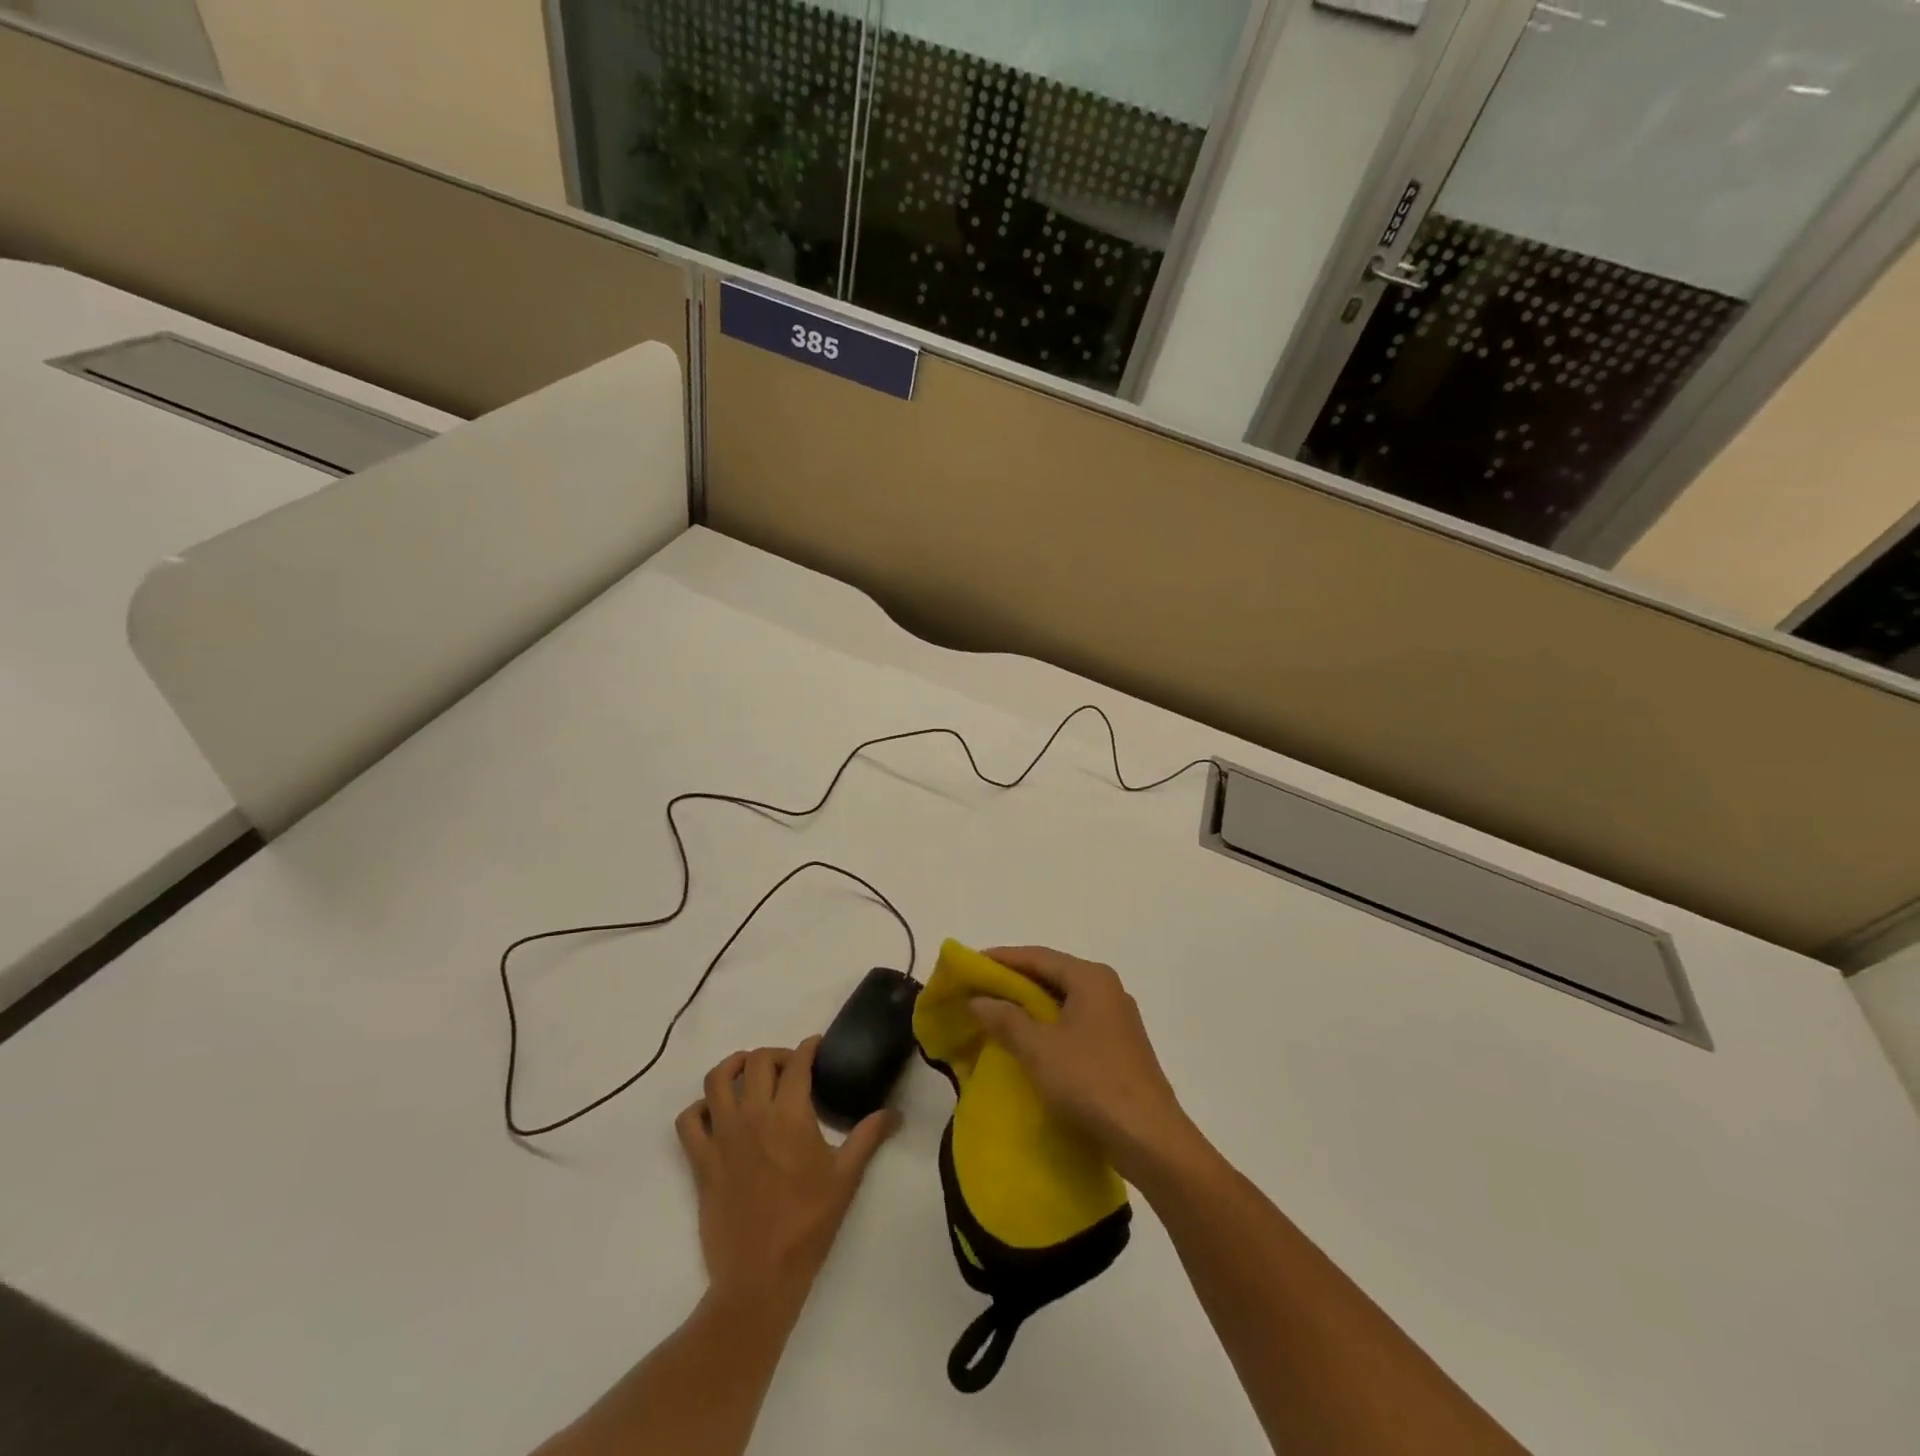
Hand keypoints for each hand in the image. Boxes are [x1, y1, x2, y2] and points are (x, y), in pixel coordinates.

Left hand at [675, 1038, 897, 1304]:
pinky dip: (699, 1108)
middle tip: (790, 1067)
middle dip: (775, 1054)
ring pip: (716, 1080)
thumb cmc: (808, 1223)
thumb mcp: (846, 1177)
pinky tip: (716, 1113)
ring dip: (733, 1067)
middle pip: (757, 1061)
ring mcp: (722, 1137)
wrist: (760, 1277)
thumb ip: (869, 1137)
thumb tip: (896, 1113)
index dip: (809, 1047)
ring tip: (749, 1073)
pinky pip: (688, 1121)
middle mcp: (753, 1115)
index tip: (817, 1046)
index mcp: (790, 1114)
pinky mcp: (701, 1161)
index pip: (797, 1062)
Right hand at [969, 946, 1201, 1184]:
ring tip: (997, 1014)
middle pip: (1053, 975)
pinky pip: (1076, 1023)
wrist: (1149, 1138)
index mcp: (1091, 979)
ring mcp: (1117, 1019)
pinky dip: (1049, 1025)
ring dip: (1031, 1006)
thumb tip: (979, 1000)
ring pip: (1065, 1001)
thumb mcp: (1039, 1049)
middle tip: (979, 989)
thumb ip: (1006, 1019)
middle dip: (1015, 981)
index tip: (971, 964)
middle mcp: (1108, 990)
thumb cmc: (1090, 1081)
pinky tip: (1030, 1042)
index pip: (1038, 956)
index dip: (1002, 958)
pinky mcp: (1120, 1047)